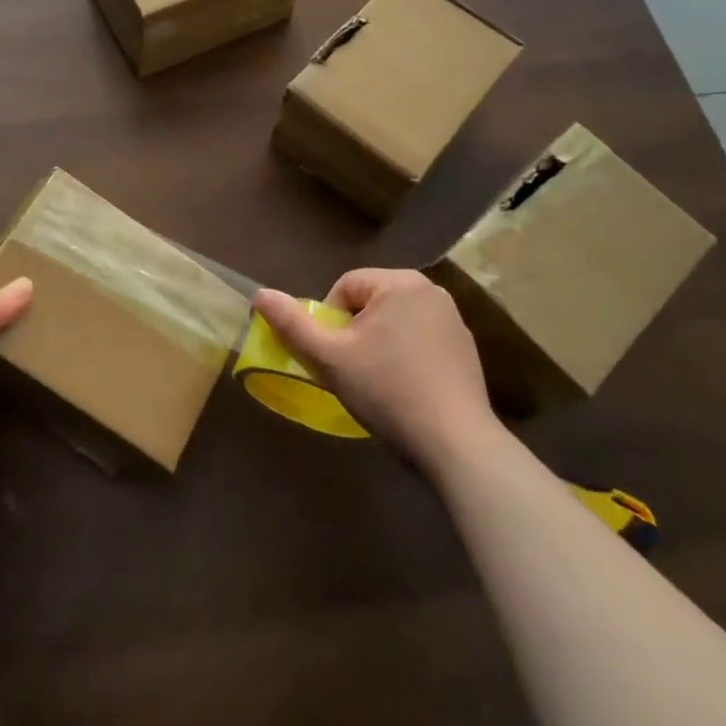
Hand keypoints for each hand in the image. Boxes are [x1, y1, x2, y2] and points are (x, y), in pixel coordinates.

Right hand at [252, 269, 510, 475]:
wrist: (456, 443)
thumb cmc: (388, 391)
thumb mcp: (330, 359)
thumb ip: (292, 324)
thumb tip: (259, 294)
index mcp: (399, 282)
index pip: (344, 287)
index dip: (330, 322)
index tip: (336, 358)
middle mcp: (430, 290)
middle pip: (370, 302)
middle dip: (355, 333)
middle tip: (354, 371)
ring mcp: (453, 318)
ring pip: (395, 321)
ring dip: (379, 344)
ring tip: (380, 383)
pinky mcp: (466, 346)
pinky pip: (420, 339)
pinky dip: (407, 356)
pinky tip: (408, 389)